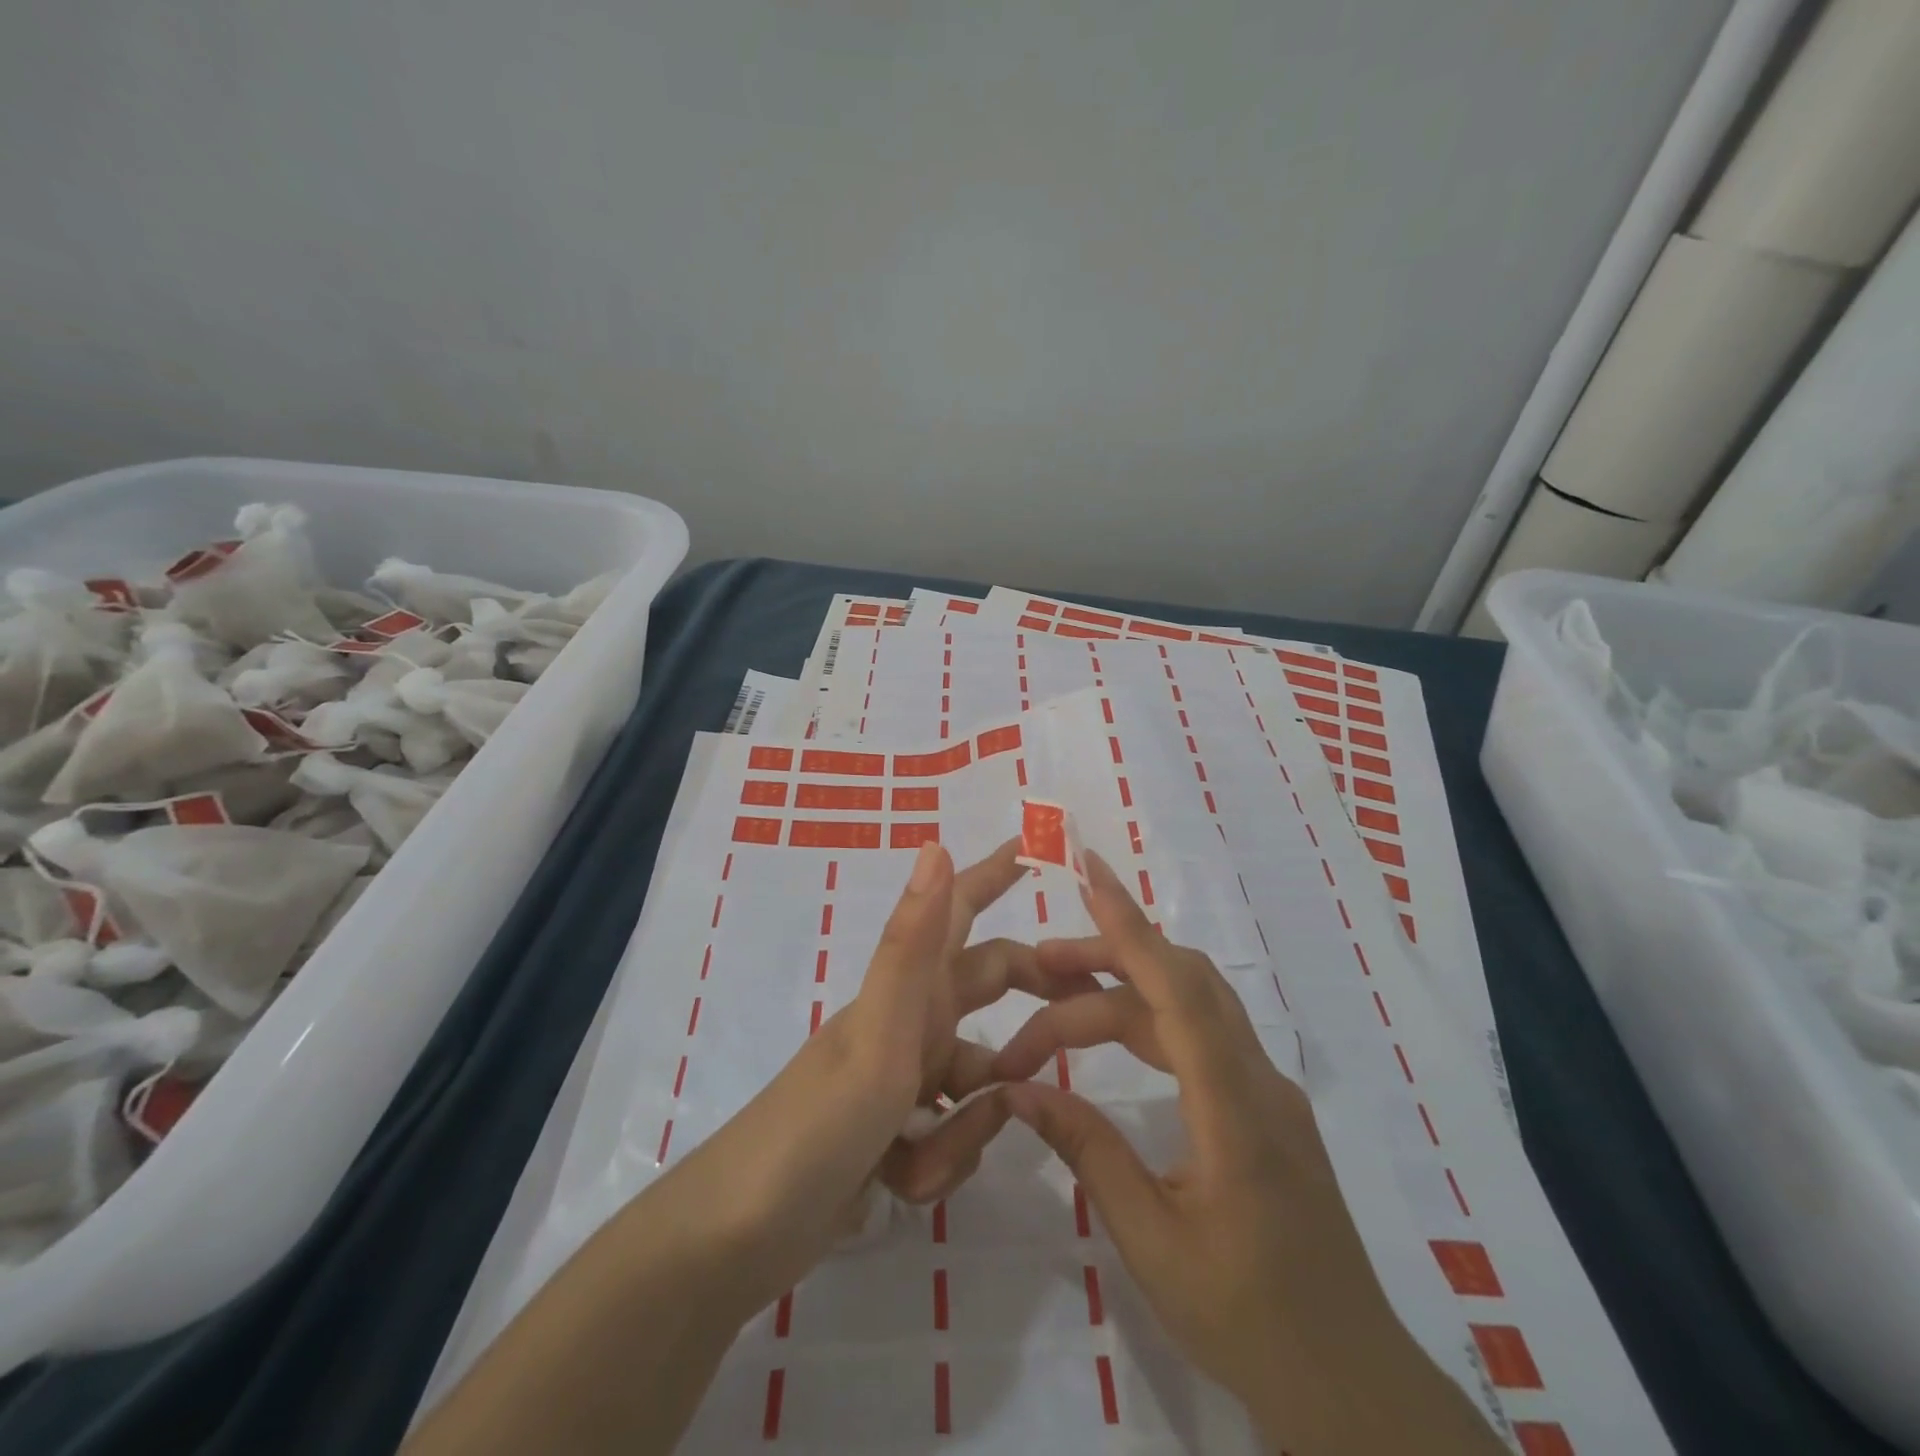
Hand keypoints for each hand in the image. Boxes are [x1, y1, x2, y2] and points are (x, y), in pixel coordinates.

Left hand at [667, 838, 1069, 1317]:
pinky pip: (952, 1135)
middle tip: (1089, 1006)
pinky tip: (898, 1186)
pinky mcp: (895, 1131)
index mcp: (910, 988)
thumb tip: (935, 843)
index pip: (962, 908)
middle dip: (1033, 996)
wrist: (741, 1236)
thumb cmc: (818, 1124)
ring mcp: (902, 1077)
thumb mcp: (879, 1035)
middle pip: (989, 988)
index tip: (1049, 844)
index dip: (1000, 872)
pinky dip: (941, 1161)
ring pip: (978, 1081)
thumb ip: (913, 946)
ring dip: (972, 1122)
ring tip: (923, 1154)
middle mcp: (910, 1020)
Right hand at [993, 852, 1501, 1454]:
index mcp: (1235, 1109)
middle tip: (1035, 967)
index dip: (1131, 927)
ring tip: (1053, 1001)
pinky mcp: (1263, 1106)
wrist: (1349, 1383)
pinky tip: (1112, 1038)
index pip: (1179, 992)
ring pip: (1190, 1007)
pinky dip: (1149, 1020)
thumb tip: (1020, 1092)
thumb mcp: (1151, 1240)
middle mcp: (1257, 1079)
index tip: (1091, 873)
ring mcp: (1266, 1090)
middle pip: (1180, 984)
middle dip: (1106, 958)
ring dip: (1123, 992)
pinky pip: (1202, 1035)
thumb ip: (1087, 1151)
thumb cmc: (1247, 1320)